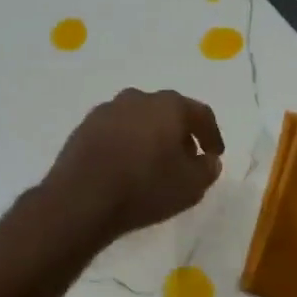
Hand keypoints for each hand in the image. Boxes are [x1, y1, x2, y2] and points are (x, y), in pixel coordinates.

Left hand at [44, 88, 225, 238]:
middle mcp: (137, 98)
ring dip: (150, 136)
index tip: (215, 154)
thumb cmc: (145, 188)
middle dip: (179, 133)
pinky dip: (126, 144)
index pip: (200, 114)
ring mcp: (106, 110)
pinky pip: (115, 132)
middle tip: (185, 158)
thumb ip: (207, 169)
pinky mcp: (83, 127)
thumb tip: (208, 160)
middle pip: (167, 112)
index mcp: (168, 105)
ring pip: (139, 119)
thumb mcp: (190, 186)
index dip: (212, 135)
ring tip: (154, 163)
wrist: (81, 198)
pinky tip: (126, 166)